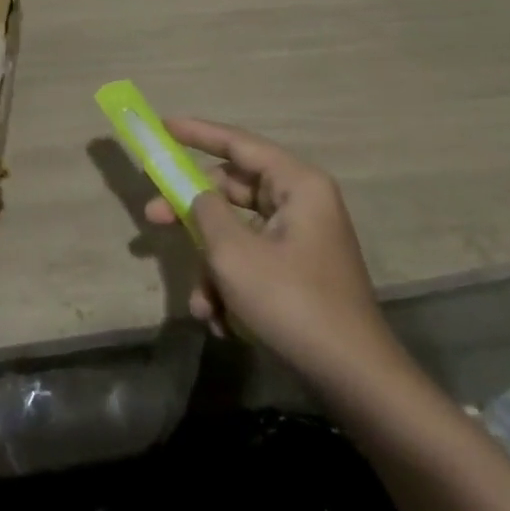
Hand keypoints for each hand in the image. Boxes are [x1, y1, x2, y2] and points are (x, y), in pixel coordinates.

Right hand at [145, 116, 402, 391]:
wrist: (356, 383)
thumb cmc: (292, 302)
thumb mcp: (234, 252)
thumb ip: (204, 210)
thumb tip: (195, 194)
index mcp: (296, 184)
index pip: (237, 143)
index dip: (196, 133)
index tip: (162, 127)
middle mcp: (302, 203)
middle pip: (232, 190)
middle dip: (192, 213)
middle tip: (153, 217)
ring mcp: (302, 240)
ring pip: (237, 232)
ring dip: (211, 265)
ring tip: (201, 304)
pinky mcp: (299, 273)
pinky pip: (252, 261)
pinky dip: (231, 286)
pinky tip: (220, 321)